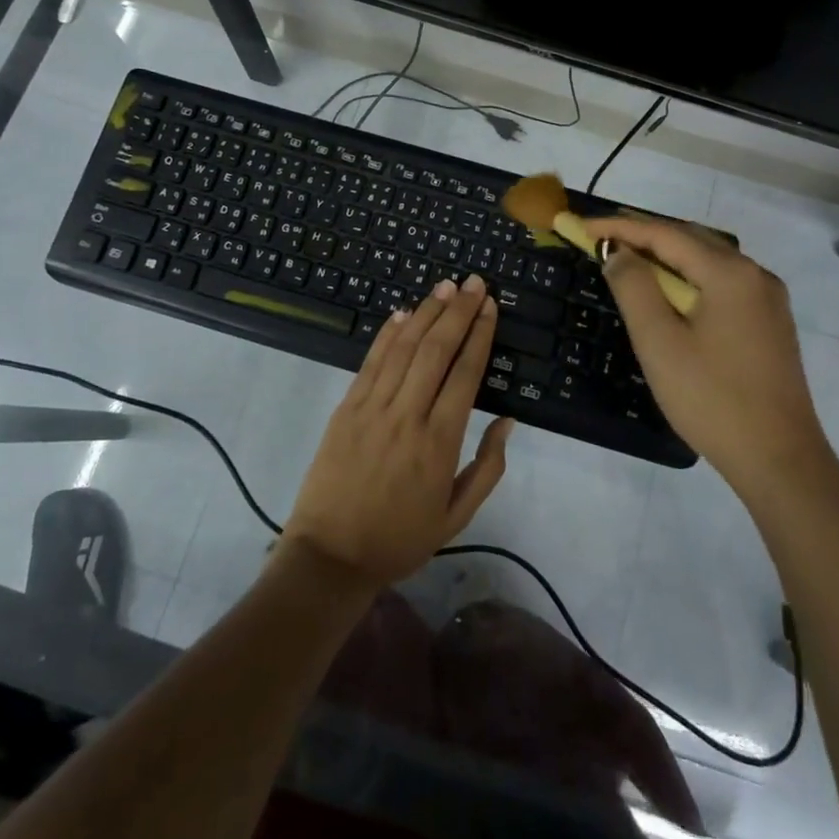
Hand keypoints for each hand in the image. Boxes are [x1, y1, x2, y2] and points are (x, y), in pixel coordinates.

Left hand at [283, 275, 514, 586]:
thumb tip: (507, 421)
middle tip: (475, 283)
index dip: (479, 336)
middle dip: (458, 312)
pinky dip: (388, 334)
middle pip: (436, 350)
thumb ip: (487, 467)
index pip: (465, 374)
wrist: (330, 556)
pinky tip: (403, 313)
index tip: (490, 307)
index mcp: (439, 443)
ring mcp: (372, 408)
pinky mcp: (347, 408)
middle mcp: (407, 415)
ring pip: (404, 348)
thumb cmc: (400, 539)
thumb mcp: (456, 517)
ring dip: (426, 313)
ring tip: (446, 287)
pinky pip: (371, 362)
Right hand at [580, 216, 827, 491]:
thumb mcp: (659, 341)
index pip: (665, 235)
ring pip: (708, 261)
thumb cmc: (712, 399)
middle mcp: (755, 274)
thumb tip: (618, 251)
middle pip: (690, 240)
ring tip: (626, 260)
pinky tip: (669, 294)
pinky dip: (688, 277)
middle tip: (600, 239)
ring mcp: (768, 299)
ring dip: (665, 257)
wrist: (780, 461)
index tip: (581, 226)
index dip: (620, 227)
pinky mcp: (770, 323)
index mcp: (730, 273)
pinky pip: (722, 283)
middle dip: (643, 235)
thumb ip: (633, 287)